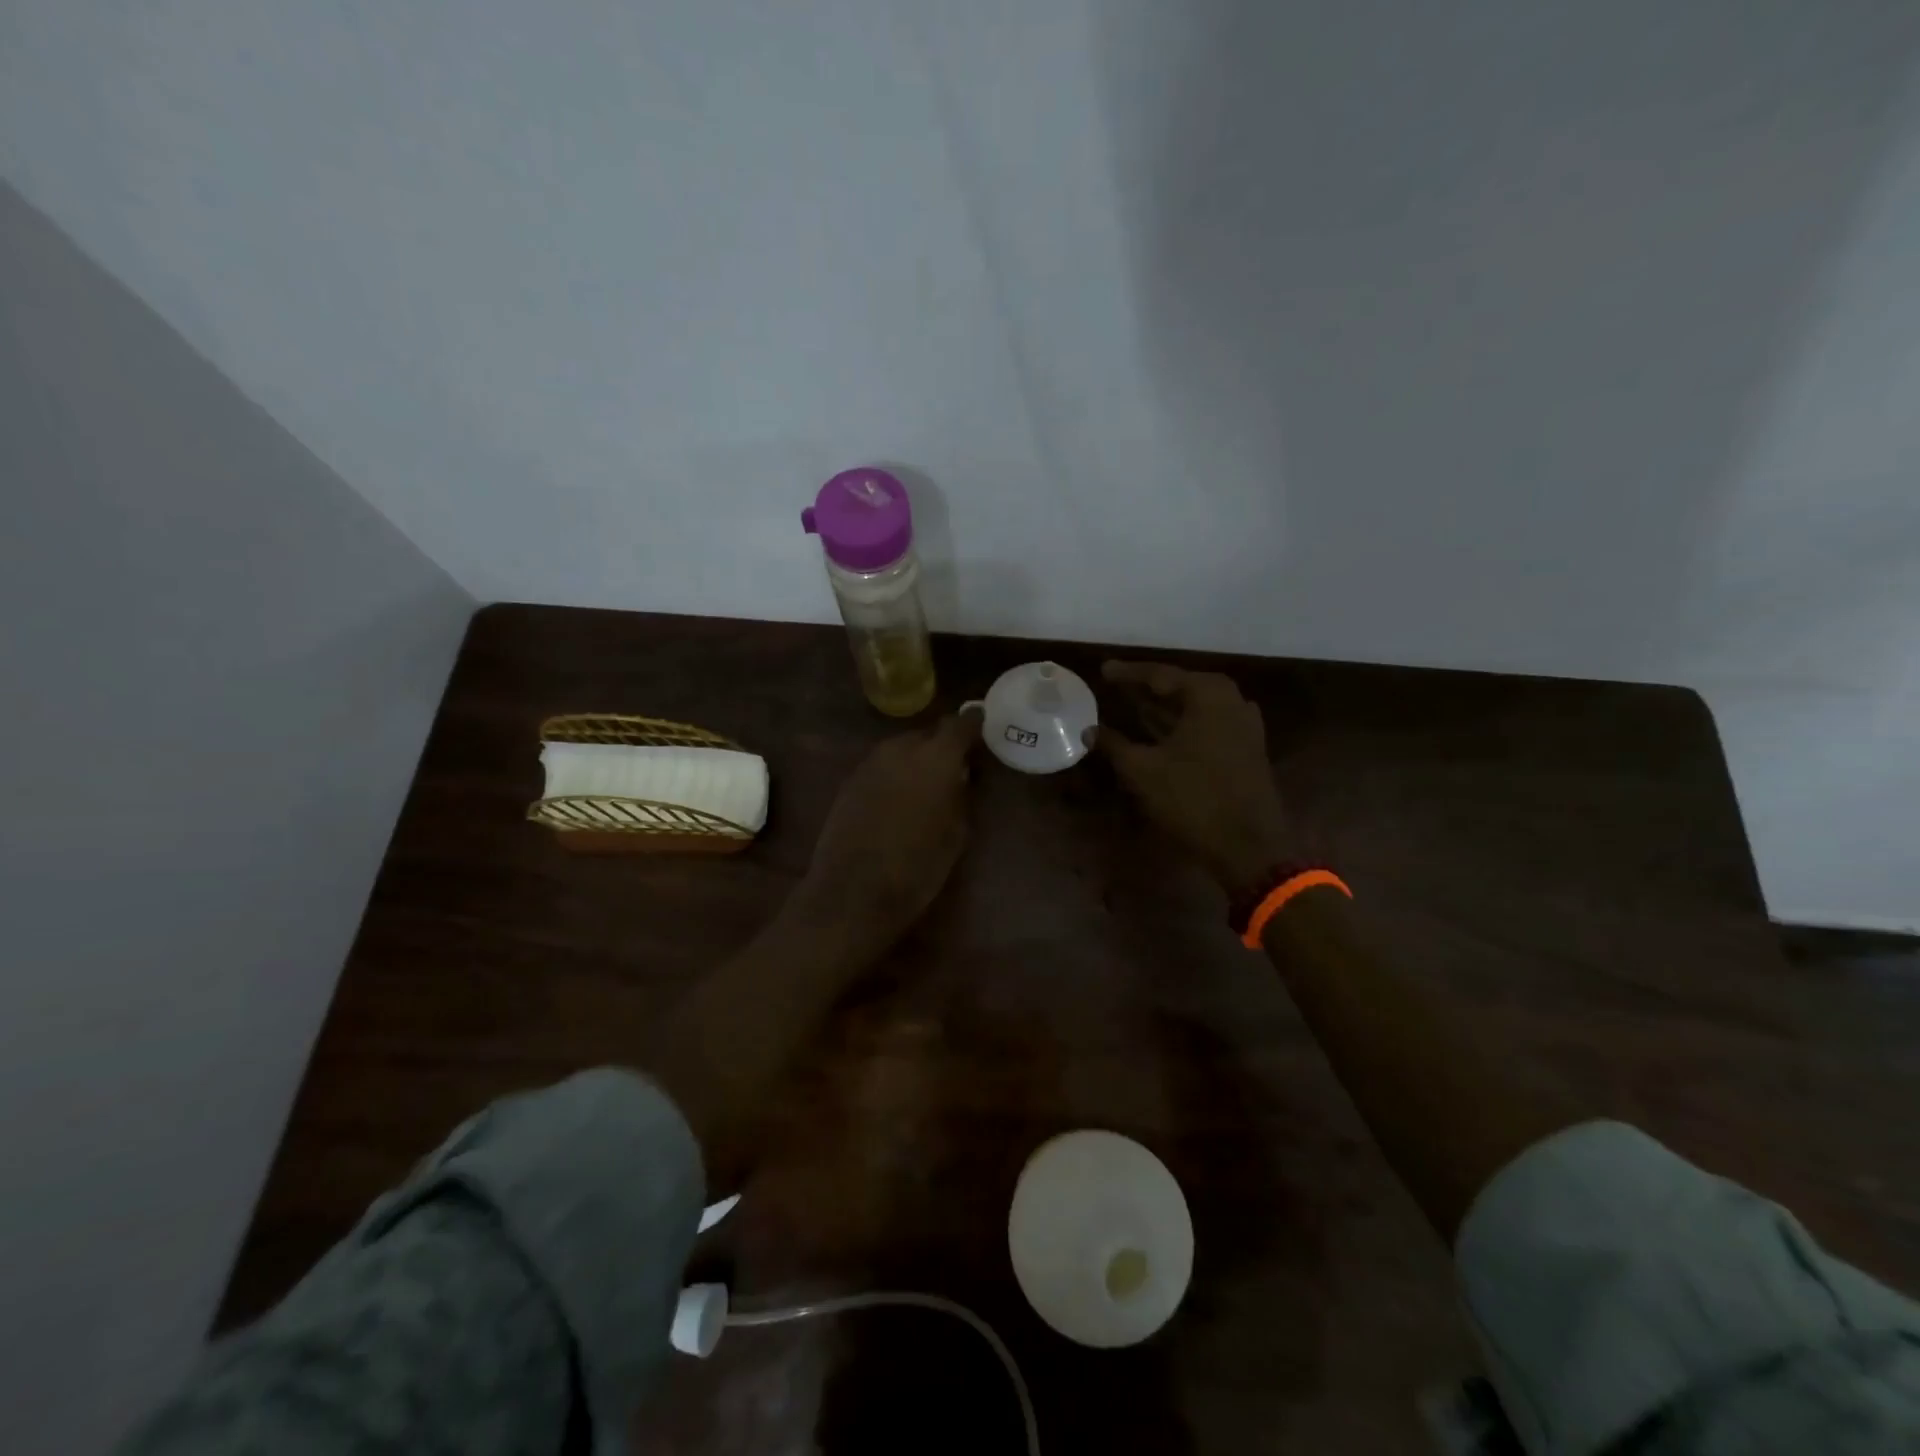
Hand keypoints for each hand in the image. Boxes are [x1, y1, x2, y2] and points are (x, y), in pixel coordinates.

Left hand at [793, 708, 983, 957]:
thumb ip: (961, 795)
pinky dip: (895, 774)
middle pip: (928, 734)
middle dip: (943, 747)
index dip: (973, 726)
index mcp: (936, 757)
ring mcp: (871, 762)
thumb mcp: (956, 834)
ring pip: (902, 749)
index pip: (960, 724)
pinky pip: (882, 766)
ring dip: (917, 760)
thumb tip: (962, 775)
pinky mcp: (850, 780)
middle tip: (956, 770)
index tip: (983, 732)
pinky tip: (899, 800)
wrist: (853, 892)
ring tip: (927, 787)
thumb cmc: (917, 868)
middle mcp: (901, 749)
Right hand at [1086, 660, 1296, 893]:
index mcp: (1209, 695)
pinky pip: (1208, 725)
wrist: (1248, 846)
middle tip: (1118, 686)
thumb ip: (1114, 744)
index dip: (1128, 674)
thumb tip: (1088, 730)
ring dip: (1165, 708)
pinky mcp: (1247, 749)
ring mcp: (1244, 726)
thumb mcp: (1143, 771)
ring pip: (1196, 708)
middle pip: (1182, 687)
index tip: (1103, 670)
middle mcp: (1232, 701)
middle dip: (1148, 688)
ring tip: (1135, 706)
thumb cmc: (1193, 799)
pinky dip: (1182, 725)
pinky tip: (1163, 734)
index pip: (1161, 674)